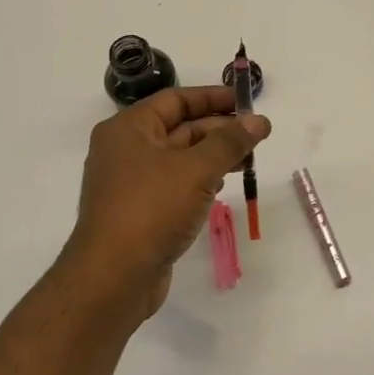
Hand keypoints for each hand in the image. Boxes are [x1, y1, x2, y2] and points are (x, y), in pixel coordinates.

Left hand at [61, 86, 270, 324]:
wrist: (114, 277)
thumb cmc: (152, 209)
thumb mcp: (196, 169)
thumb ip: (230, 142)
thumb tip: (259, 121)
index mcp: (128, 129)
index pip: (175, 100)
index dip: (212, 97)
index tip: (246, 101)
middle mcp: (125, 150)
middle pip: (179, 128)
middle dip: (219, 129)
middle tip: (257, 135)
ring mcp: (131, 183)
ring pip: (179, 158)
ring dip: (214, 156)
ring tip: (248, 160)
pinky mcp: (139, 211)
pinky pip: (174, 184)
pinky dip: (200, 180)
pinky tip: (223, 184)